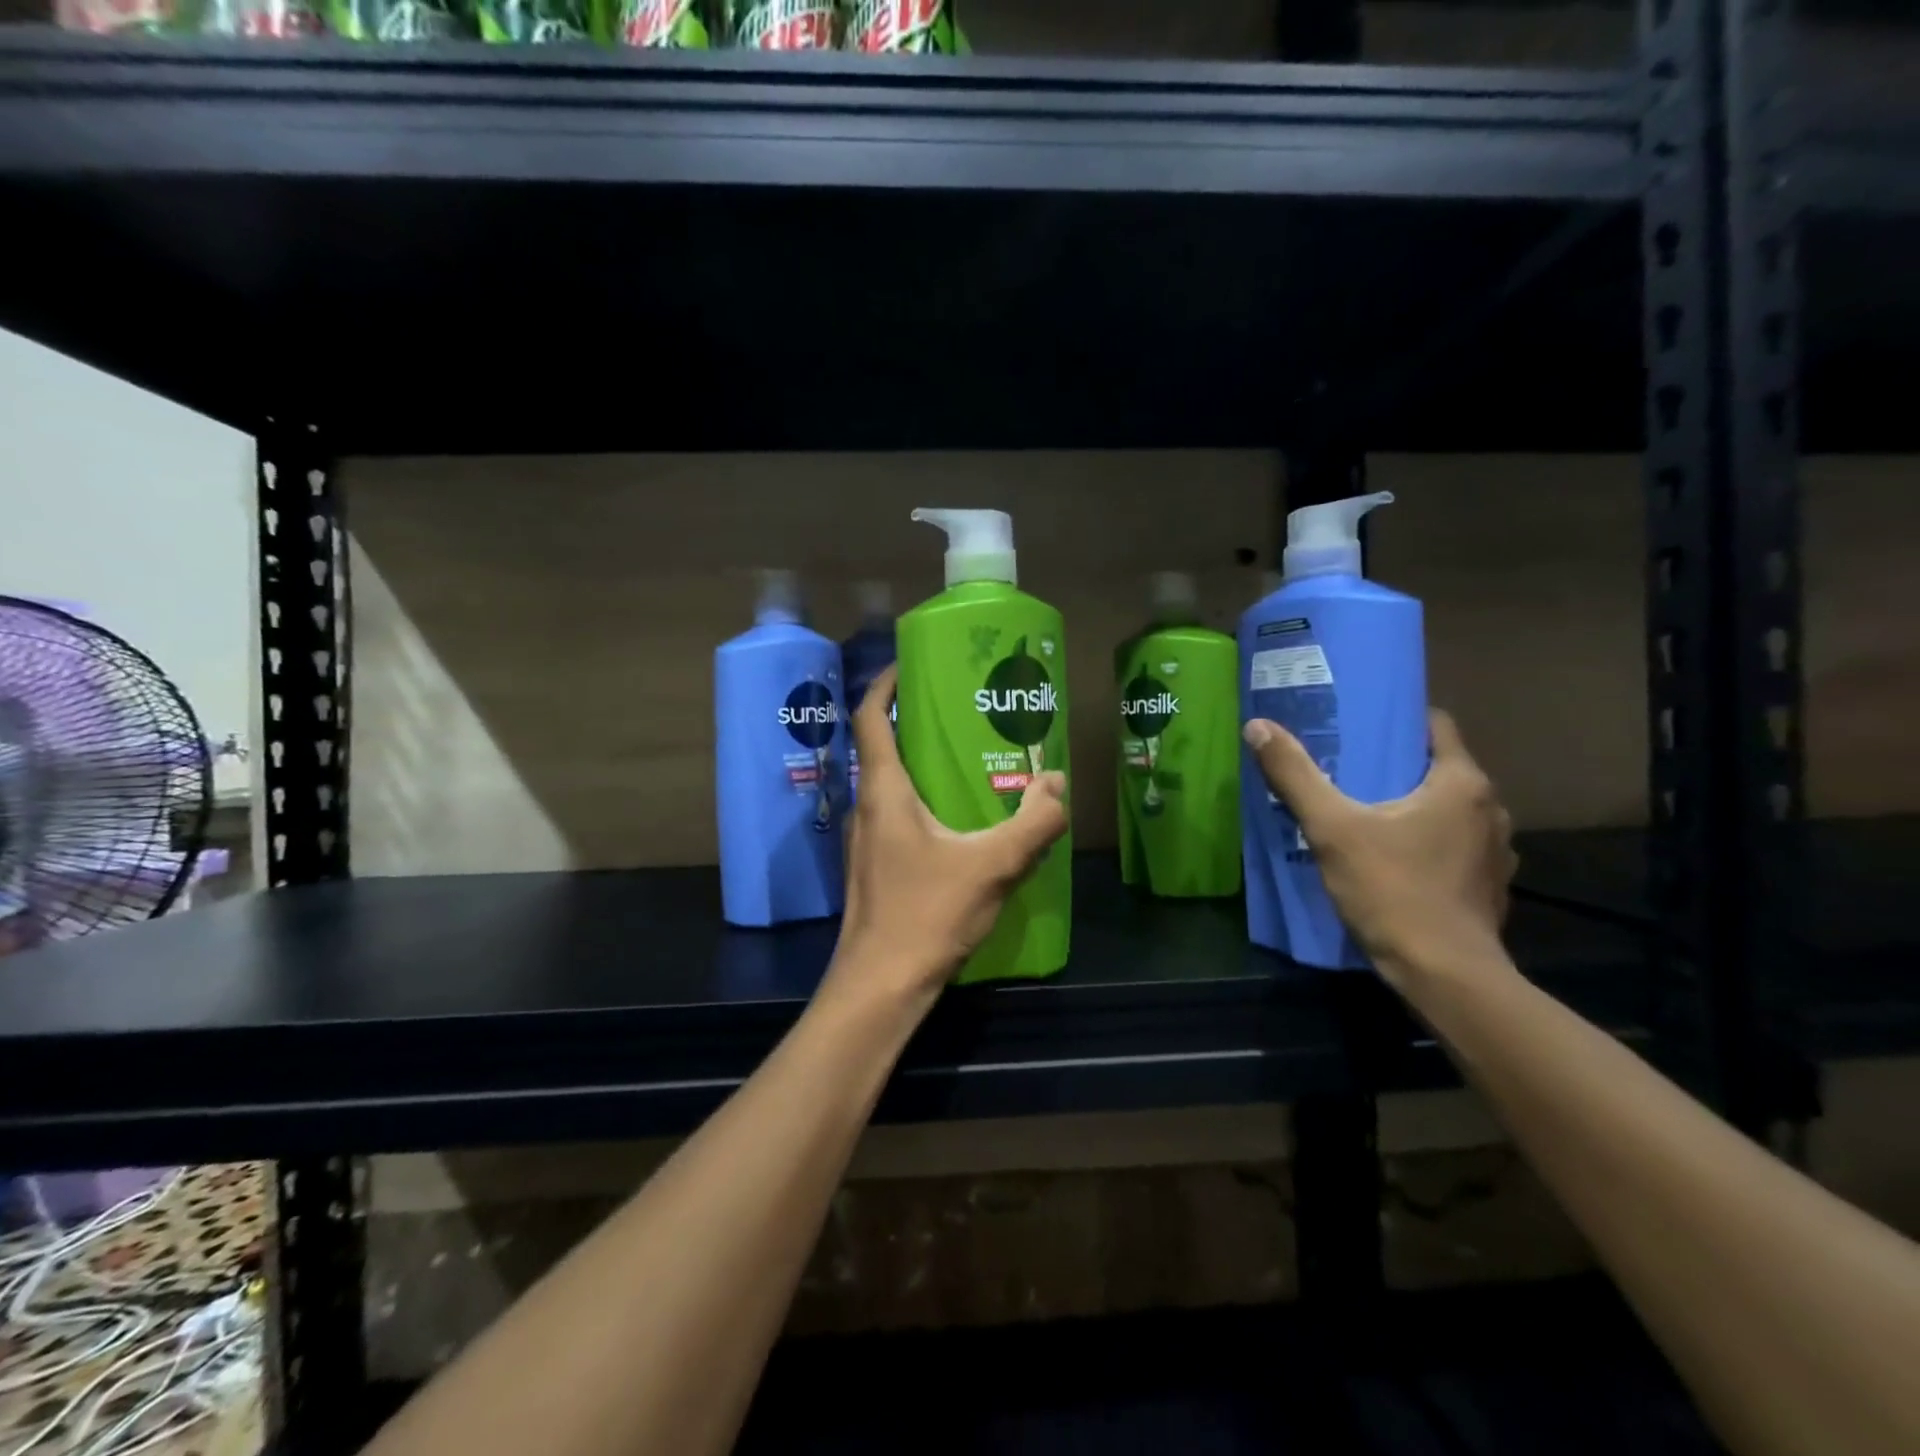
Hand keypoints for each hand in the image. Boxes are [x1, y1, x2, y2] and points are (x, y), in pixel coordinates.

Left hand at [826, 666, 1068, 1008]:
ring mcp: (867, 841)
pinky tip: (961, 822)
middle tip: (963, 712)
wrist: (881, 986)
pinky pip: (899, 817)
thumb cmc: (927, 914)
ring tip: (969, 760)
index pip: (869, 718)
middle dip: (917, 723)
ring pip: (892, 786)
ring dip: (923, 766)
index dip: (885, 684)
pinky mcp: (876, 868)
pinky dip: (925, 803)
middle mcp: (868, 807)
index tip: (912, 665)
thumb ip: (1033, 824)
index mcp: (883, 791)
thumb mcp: (993, 865)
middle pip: (882, 747)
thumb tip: (1058, 784)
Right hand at [1242, 710, 1517, 989]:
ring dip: (1414, 805)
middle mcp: (1490, 810)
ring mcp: (1495, 851)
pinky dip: (1427, 840)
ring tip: (1366, 811)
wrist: (1445, 976)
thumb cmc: (1393, 890)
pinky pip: (1454, 845)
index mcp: (1461, 784)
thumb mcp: (1332, 829)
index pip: (1436, 726)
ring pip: (1448, 809)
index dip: (1398, 719)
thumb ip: (1295, 776)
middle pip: (1440, 768)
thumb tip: (1258, 726)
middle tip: (1347, 766)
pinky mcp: (1489, 886)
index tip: (1359, 722)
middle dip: (1397, 764)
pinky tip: (1393, 856)